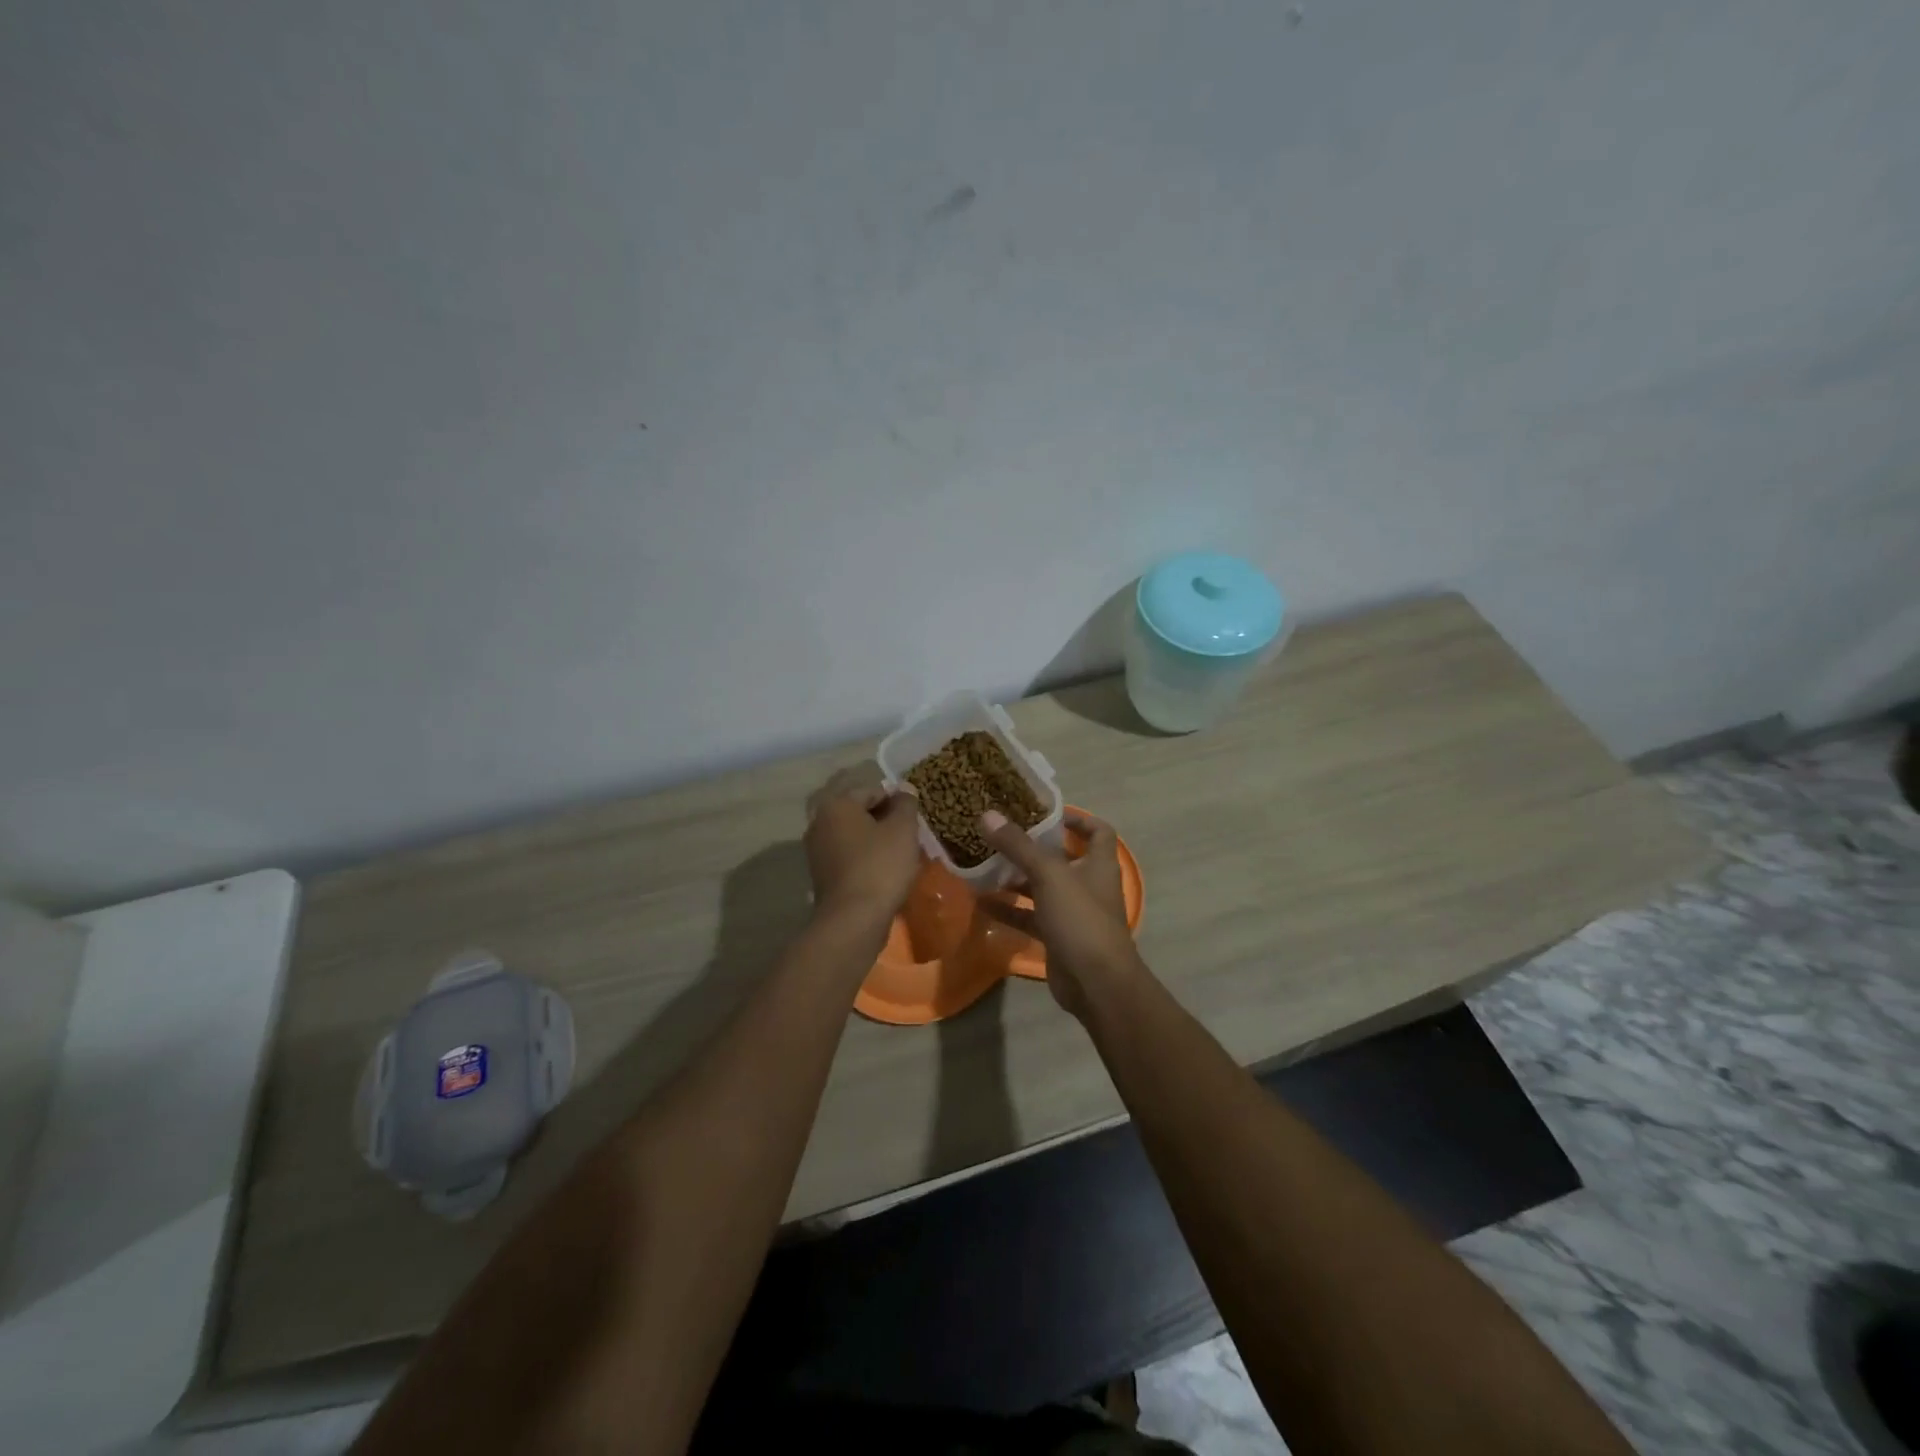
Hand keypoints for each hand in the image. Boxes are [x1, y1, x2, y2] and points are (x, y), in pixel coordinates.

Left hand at [804, 766, 923, 920]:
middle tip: (910, 838)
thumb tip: (904, 790)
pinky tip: (885, 874)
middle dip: (887, 822)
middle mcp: (820, 823)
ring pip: (856, 837)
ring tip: (901, 858)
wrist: (853, 919)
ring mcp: (817, 851)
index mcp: (836, 805)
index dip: (898, 802)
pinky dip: (867, 860)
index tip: (915, 820)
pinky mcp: (821, 875)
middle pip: (861, 813)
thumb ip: (906, 804)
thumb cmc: (880, 866)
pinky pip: (849, 858)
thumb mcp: (903, 829)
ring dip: (878, 842)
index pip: (873, 791)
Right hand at [978, 808, 1139, 1018]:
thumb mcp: (1048, 875)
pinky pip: (1030, 917)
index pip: (1098, 831)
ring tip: (984, 865)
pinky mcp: (1058, 937)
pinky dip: (1010, 909)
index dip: (1077, 819)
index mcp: (1098, 864)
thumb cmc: (1080, 918)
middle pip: (1062, 859)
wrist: (1096, 983)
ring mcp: (1073, 913)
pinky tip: (982, 902)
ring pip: (1042, 889)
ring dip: (1016, 879)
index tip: (1046, 813)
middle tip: (1001, 836)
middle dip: (1033, 849)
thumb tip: (987, 815)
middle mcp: (1088, 885)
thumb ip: (1018, 846)